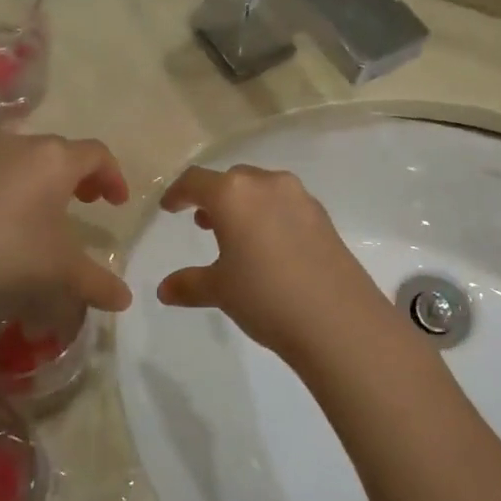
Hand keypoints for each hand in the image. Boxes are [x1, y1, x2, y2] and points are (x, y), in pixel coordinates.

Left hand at [0, 134, 131, 318]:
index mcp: (57, 159)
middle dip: (82, 174)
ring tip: (50, 209)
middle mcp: (24, 145)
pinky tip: (10, 217)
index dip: (114, 175)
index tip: (117, 203)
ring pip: (30, 156)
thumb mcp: (61, 269)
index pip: (97, 153)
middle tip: (89, 201)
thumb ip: (97, 282)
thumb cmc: (10, 250)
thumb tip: (125, 300)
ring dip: (48, 177)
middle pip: (63, 150)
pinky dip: (18, 184)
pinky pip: (2, 169)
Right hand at [154, 165, 400, 367]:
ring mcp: (301, 198)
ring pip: (262, 189)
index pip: (196, 181)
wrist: (337, 320)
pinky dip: (269, 216)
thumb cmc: (265, 296)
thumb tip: (164, 290)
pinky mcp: (323, 217)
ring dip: (243, 205)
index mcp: (234, 194)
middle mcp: (268, 184)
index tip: (169, 208)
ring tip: (234, 235)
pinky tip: (269, 247)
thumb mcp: (220, 291)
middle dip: (214, 198)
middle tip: (202, 223)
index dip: (178, 193)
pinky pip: (285, 205)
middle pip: (232, 180)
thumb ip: (189, 284)